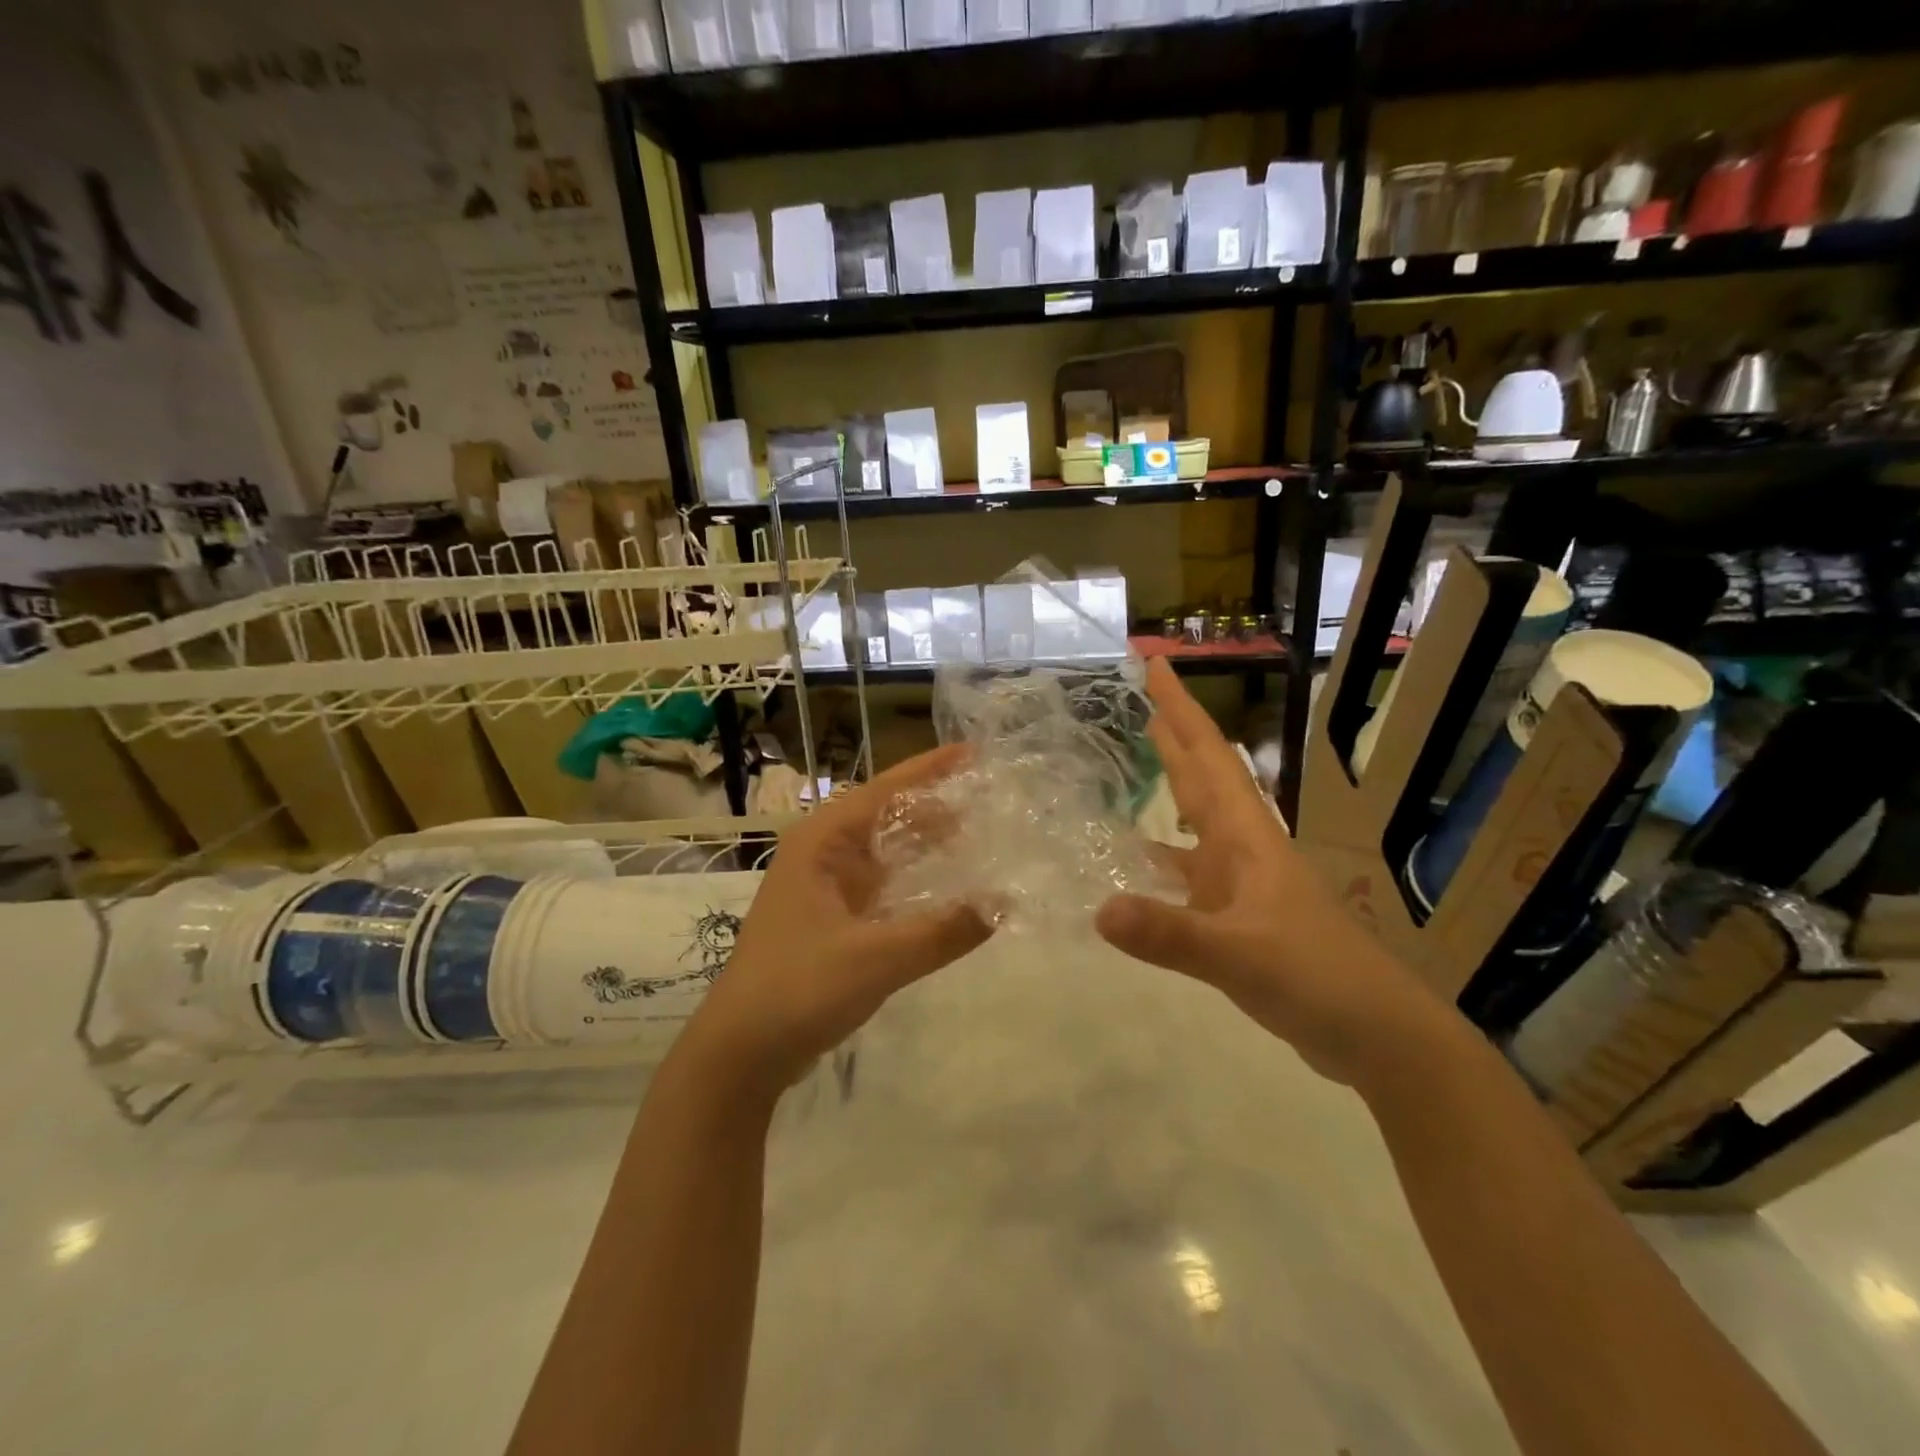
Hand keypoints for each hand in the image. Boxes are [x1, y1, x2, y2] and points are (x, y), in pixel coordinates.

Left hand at [683, 746, 993, 1092]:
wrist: (741, 1053)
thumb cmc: (798, 989)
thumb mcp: (876, 958)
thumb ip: (943, 931)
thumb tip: (1005, 904)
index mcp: (821, 843)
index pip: (884, 790)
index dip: (929, 769)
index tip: (973, 752)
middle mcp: (822, 855)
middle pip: (887, 815)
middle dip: (935, 805)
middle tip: (990, 796)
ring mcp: (825, 888)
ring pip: (886, 851)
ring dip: (926, 843)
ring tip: (980, 832)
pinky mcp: (833, 920)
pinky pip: (883, 885)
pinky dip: (915, 880)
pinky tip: (947, 888)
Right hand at [1095, 660, 1441, 1086]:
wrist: (1377, 1034)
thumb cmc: (1317, 978)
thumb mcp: (1239, 954)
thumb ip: (1170, 934)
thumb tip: (1099, 909)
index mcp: (1247, 837)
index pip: (1207, 757)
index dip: (1181, 709)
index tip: (1156, 665)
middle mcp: (1243, 849)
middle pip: (1202, 777)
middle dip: (1174, 734)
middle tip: (1141, 698)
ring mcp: (1242, 884)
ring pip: (1197, 822)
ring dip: (1170, 788)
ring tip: (1134, 763)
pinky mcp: (1238, 918)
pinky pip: (1189, 872)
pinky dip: (1162, 860)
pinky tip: (1136, 867)